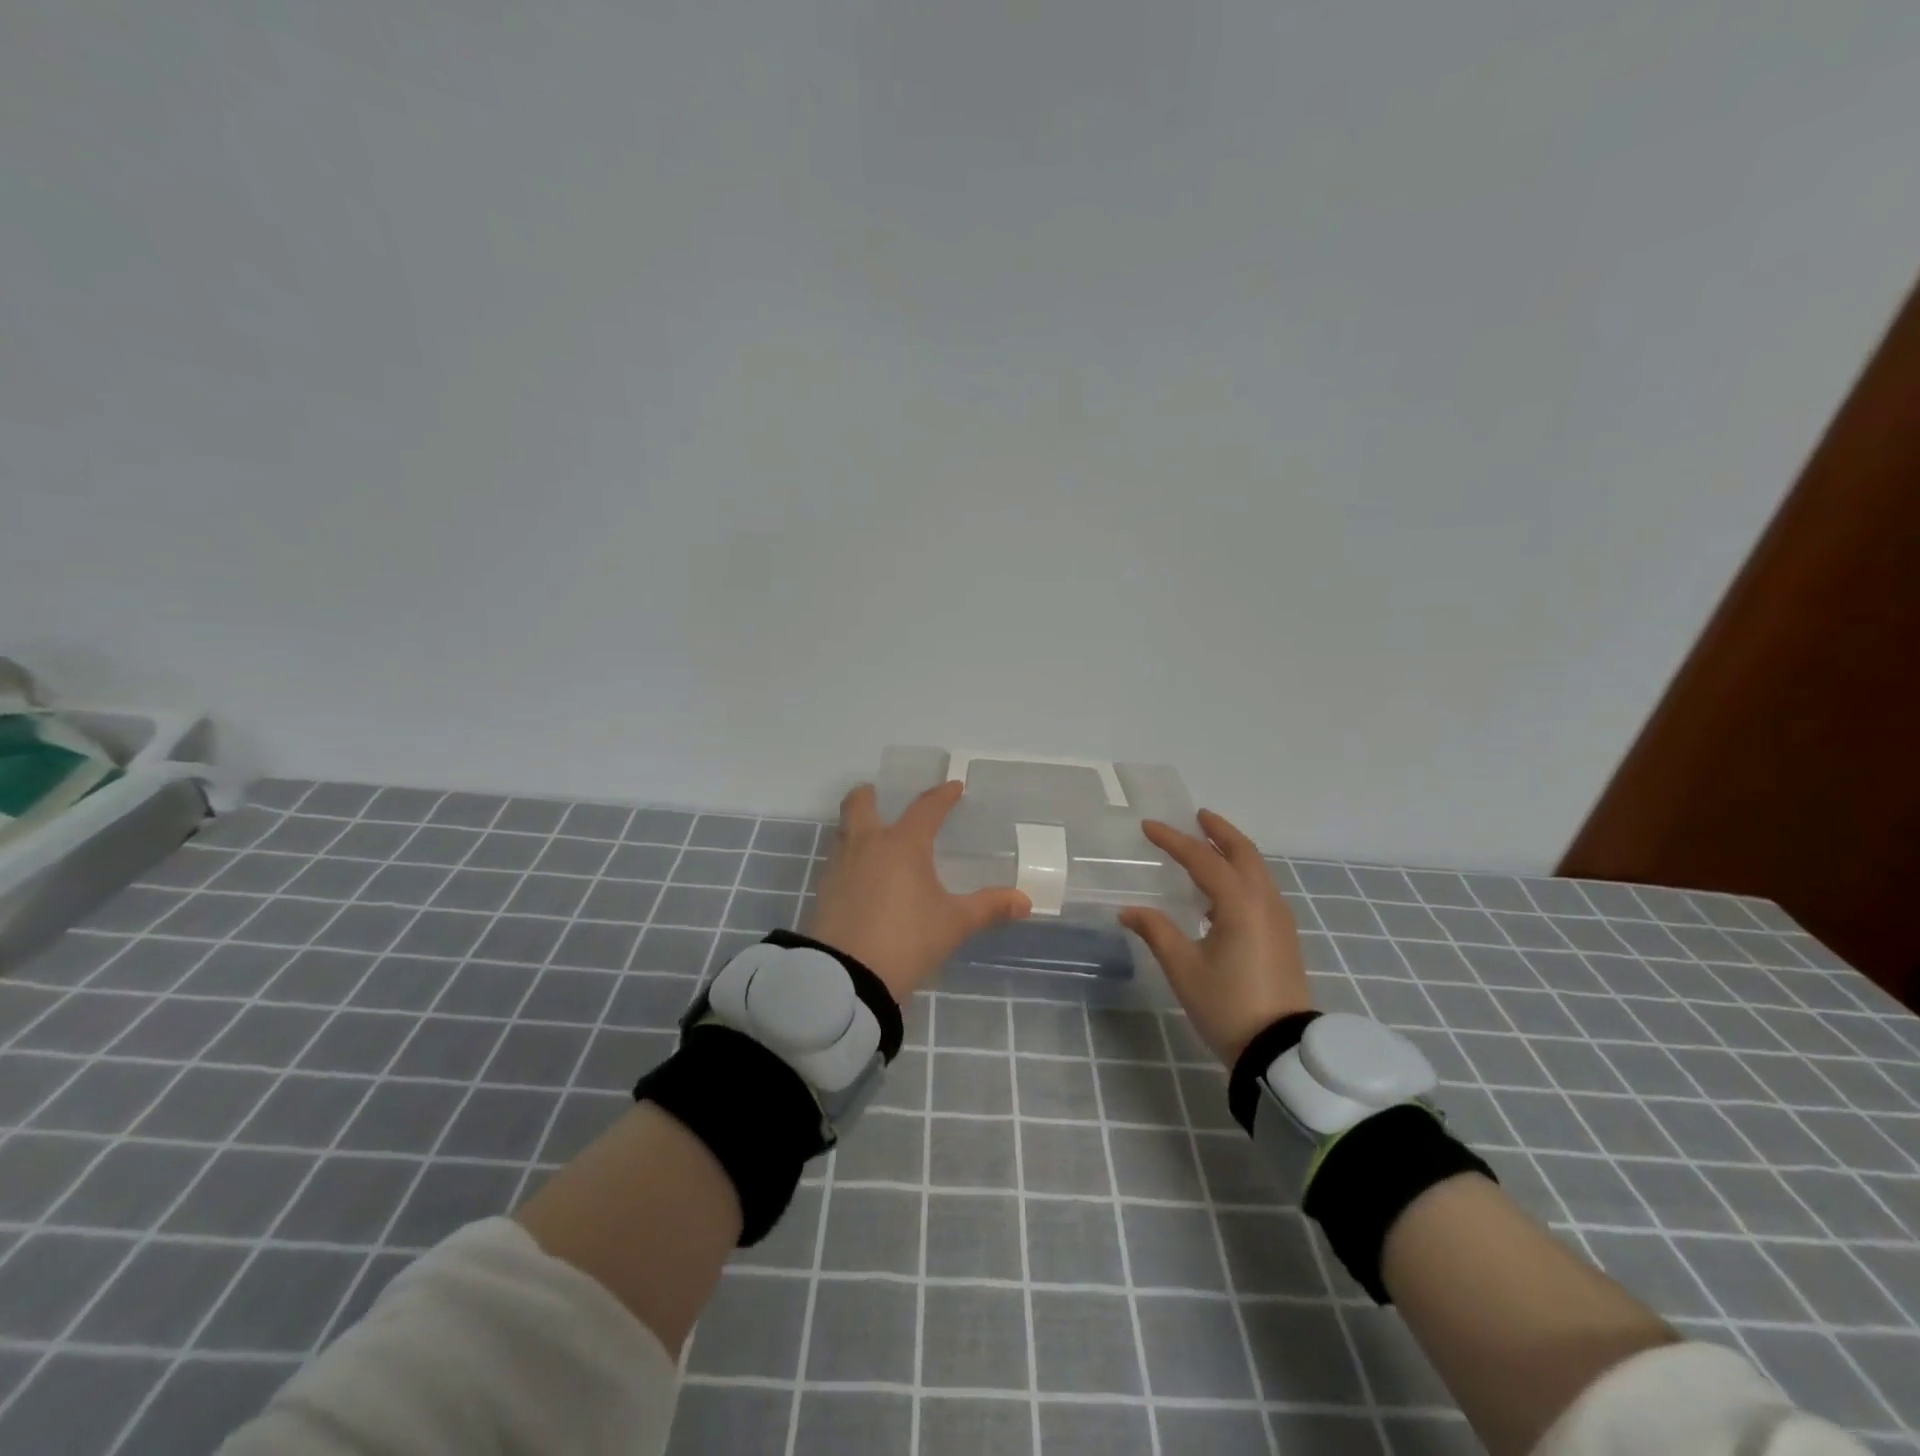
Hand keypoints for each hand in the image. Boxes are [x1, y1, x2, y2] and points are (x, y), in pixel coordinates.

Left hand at [805, 782, 1031, 1003]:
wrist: (845, 977)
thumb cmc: (906, 940)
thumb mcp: (953, 924)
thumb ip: (988, 907)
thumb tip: (1025, 901)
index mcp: (902, 844)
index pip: (925, 809)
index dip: (942, 796)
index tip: (953, 787)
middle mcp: (867, 845)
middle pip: (860, 805)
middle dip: (870, 795)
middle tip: (879, 794)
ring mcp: (839, 866)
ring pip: (844, 831)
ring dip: (856, 825)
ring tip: (873, 837)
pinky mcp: (823, 891)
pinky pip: (837, 860)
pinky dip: (849, 857)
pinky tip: (861, 877)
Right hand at [1119, 809, 1309, 1066]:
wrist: (1280, 1050)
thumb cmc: (1227, 1005)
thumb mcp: (1183, 968)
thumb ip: (1156, 931)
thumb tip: (1128, 911)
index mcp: (1239, 904)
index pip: (1202, 859)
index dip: (1173, 840)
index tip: (1148, 826)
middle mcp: (1264, 902)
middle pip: (1243, 853)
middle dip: (1219, 831)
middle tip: (1197, 817)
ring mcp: (1279, 919)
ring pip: (1257, 870)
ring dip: (1232, 851)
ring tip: (1207, 846)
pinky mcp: (1283, 937)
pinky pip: (1261, 890)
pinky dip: (1241, 875)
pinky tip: (1221, 892)